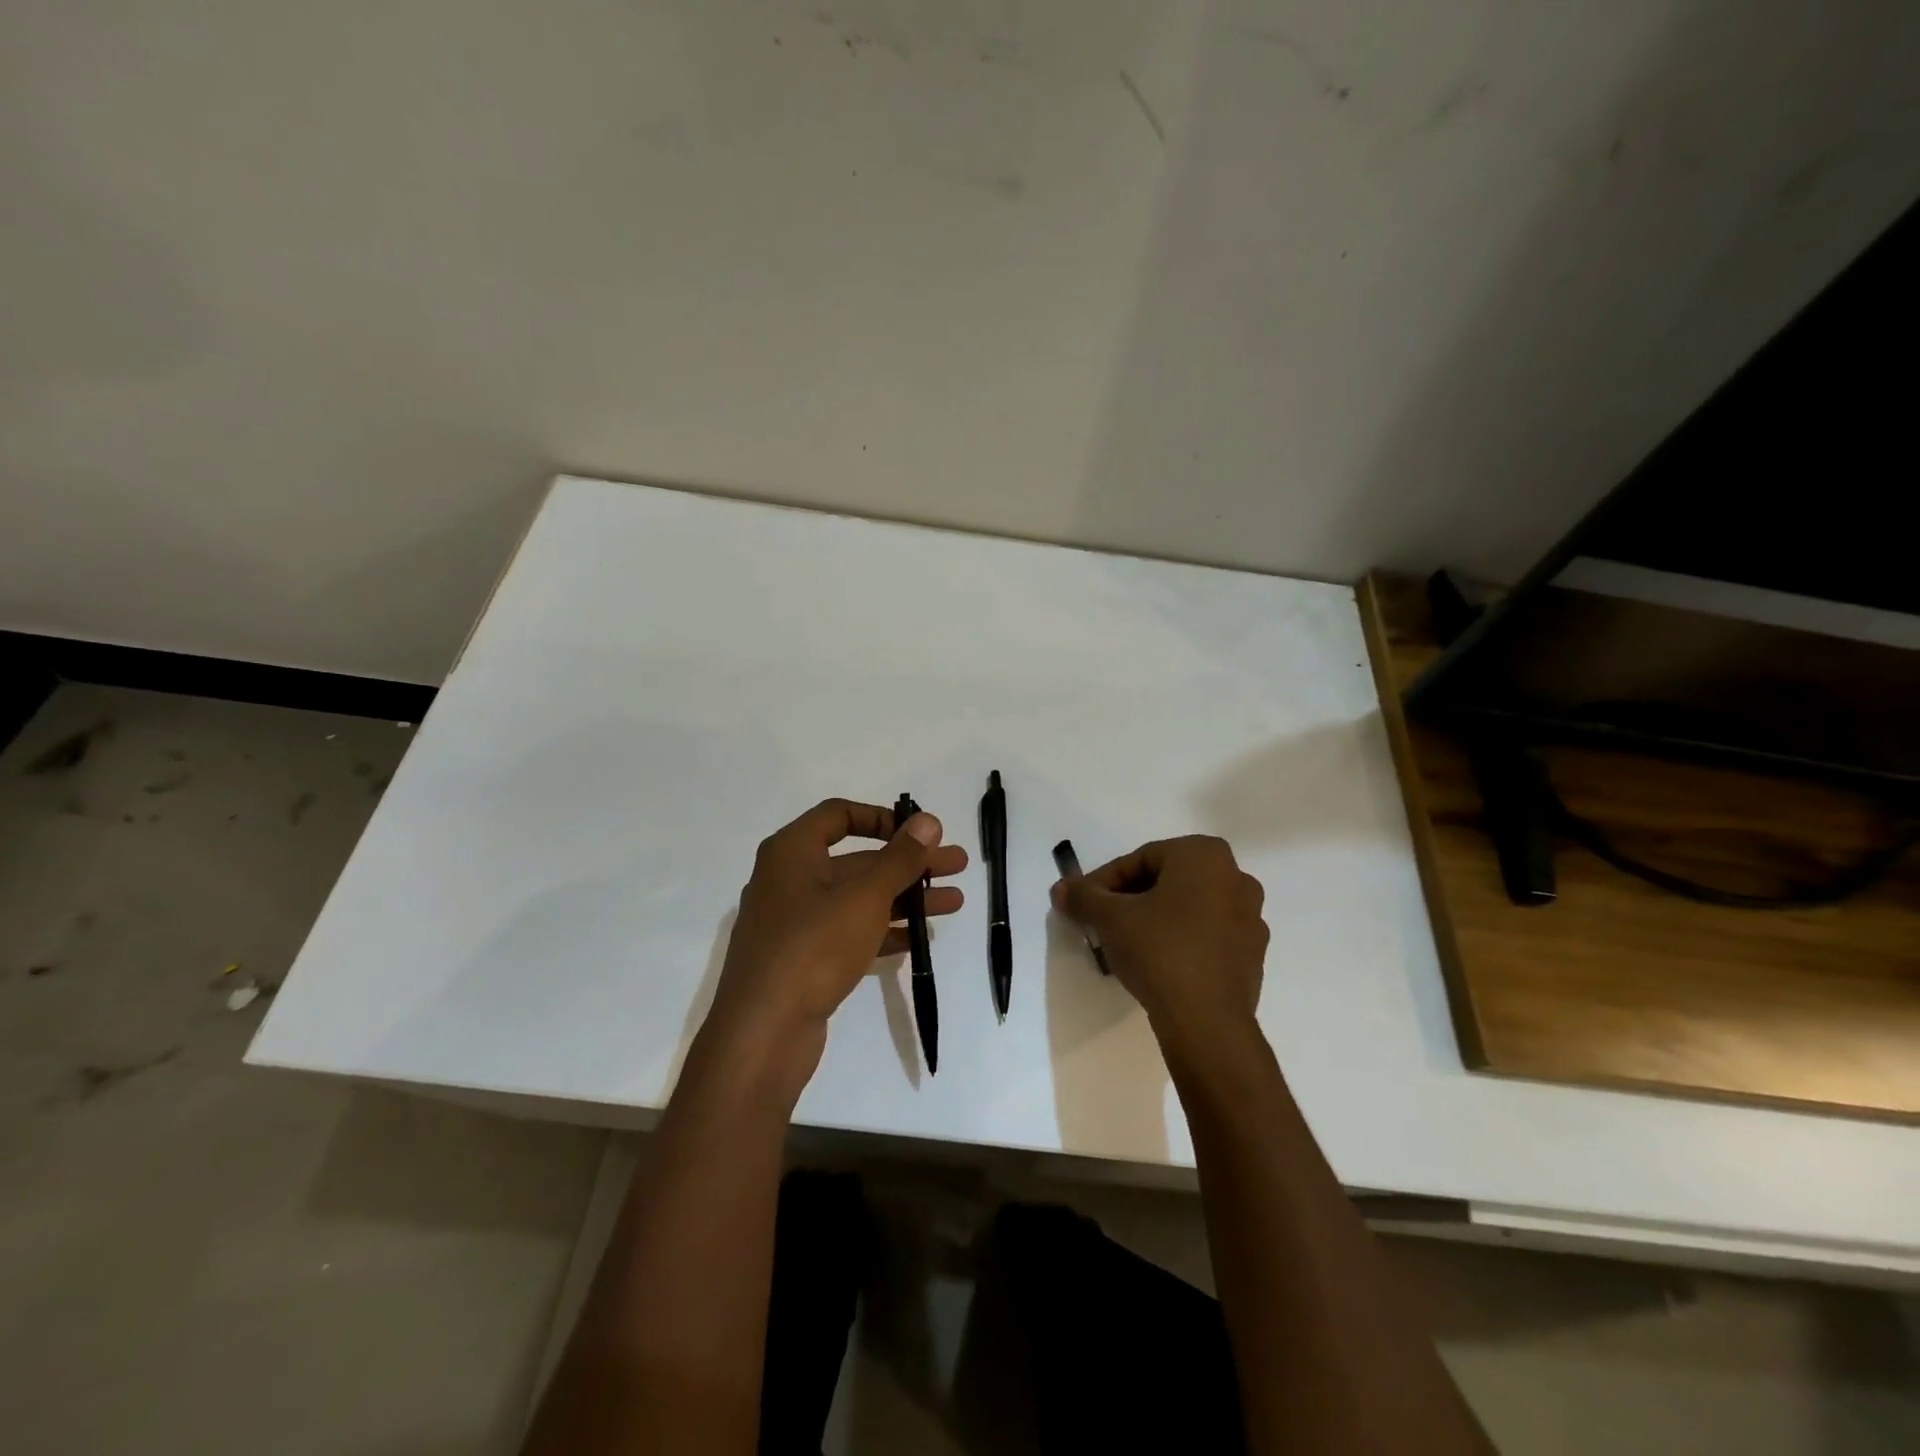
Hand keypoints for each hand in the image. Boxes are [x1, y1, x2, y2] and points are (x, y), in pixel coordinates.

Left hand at [701, 799, 967, 1100]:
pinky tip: (918, 939)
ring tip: (954, 903)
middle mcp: (789, 880)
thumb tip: (928, 820)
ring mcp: (795, 923)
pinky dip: (883, 930)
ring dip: (905, 898)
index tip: (918, 833)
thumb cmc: (813, 947)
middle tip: (956, 865)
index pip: (839, 815)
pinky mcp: (803, 960)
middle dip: (909, 863)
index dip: (882, 818)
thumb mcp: (865, 897)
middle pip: (857, 860)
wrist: (762, 1033)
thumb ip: (900, 858)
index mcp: (792, 852)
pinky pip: (849, 932)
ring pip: (858, 898)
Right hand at [1051, 836, 1267, 1050]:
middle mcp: (1236, 877)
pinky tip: (1156, 963)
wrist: (1207, 1021)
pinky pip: (1207, 935)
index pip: (1141, 859)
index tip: (1083, 903)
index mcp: (1204, 855)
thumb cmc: (1159, 950)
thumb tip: (1060, 889)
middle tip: (1101, 921)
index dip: (1105, 880)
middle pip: (1167, 880)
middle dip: (1130, 898)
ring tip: (1125, 944)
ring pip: (1188, 908)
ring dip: (1154, 919)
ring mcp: (1250, 918)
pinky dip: (1180, 940)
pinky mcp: (1252, 955)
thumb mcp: (1110, 918)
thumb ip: (1083, 897)